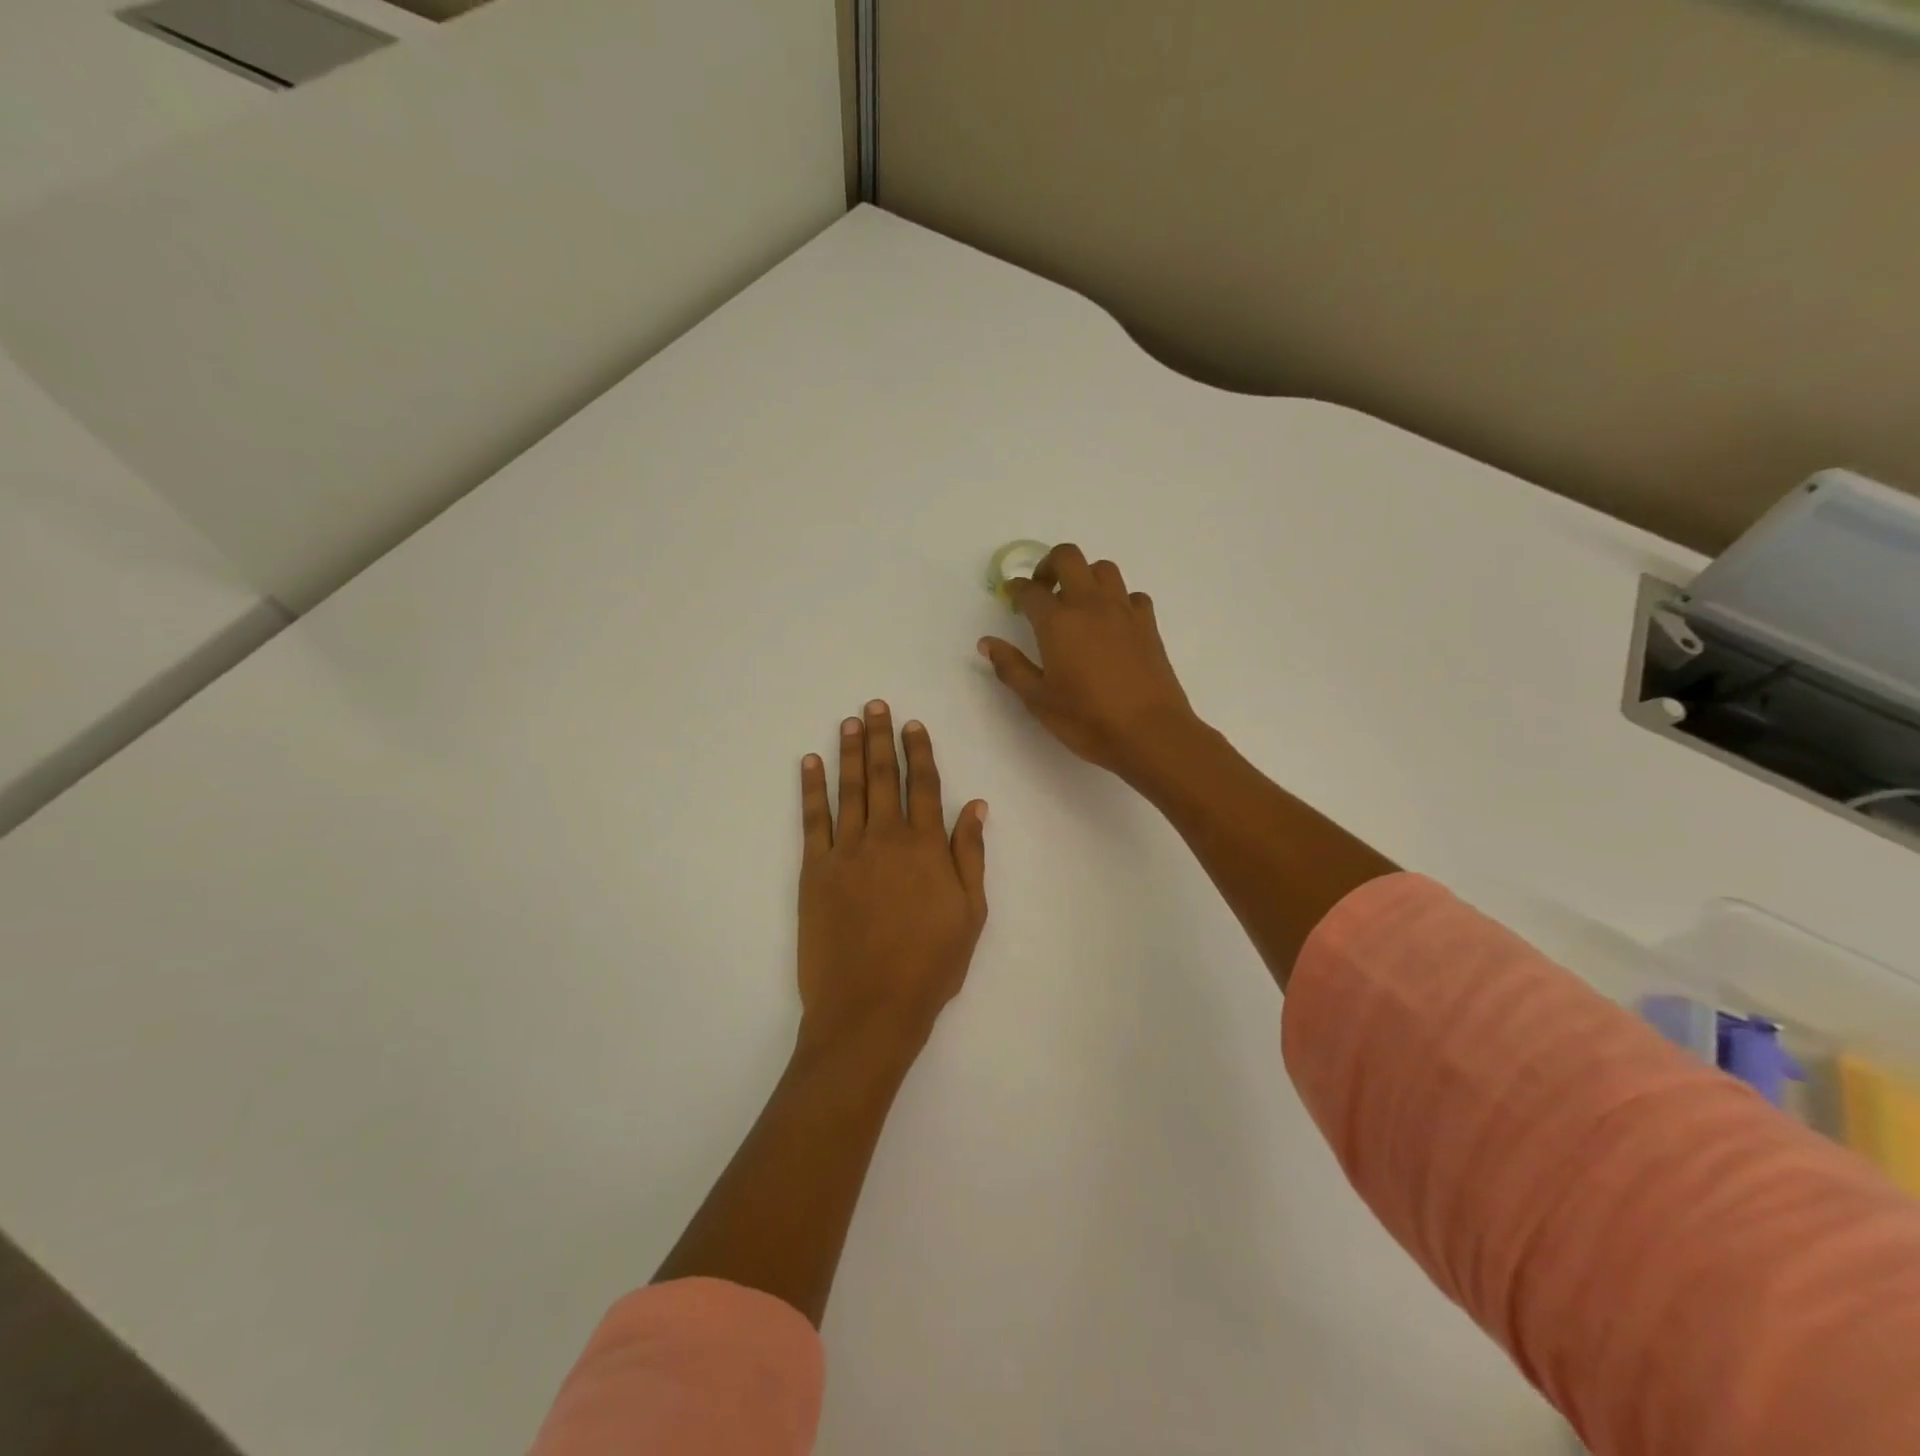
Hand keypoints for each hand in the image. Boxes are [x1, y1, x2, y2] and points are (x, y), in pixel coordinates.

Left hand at [797, 701, 988, 1061]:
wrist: (869, 1008)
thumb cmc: (930, 966)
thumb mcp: (970, 914)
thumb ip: (970, 855)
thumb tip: (975, 805)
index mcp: (926, 847)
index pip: (924, 785)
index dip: (919, 752)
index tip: (914, 725)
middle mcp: (885, 838)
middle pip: (883, 776)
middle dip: (881, 738)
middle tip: (876, 706)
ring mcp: (845, 852)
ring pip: (849, 789)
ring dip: (849, 752)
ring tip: (849, 722)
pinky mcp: (813, 871)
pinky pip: (812, 820)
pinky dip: (811, 789)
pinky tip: (810, 764)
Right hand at [978, 545, 1197, 781]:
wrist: (1150, 733)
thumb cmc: (1087, 719)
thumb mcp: (1038, 700)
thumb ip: (1011, 667)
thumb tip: (987, 643)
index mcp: (1057, 623)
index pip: (1030, 590)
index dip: (1016, 590)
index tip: (1011, 597)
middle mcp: (1090, 605)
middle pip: (1068, 557)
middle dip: (1049, 565)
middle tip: (1042, 590)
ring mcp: (1123, 611)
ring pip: (1103, 569)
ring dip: (1085, 576)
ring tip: (1077, 603)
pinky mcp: (1148, 624)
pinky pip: (1132, 595)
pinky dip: (1118, 599)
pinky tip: (1112, 623)